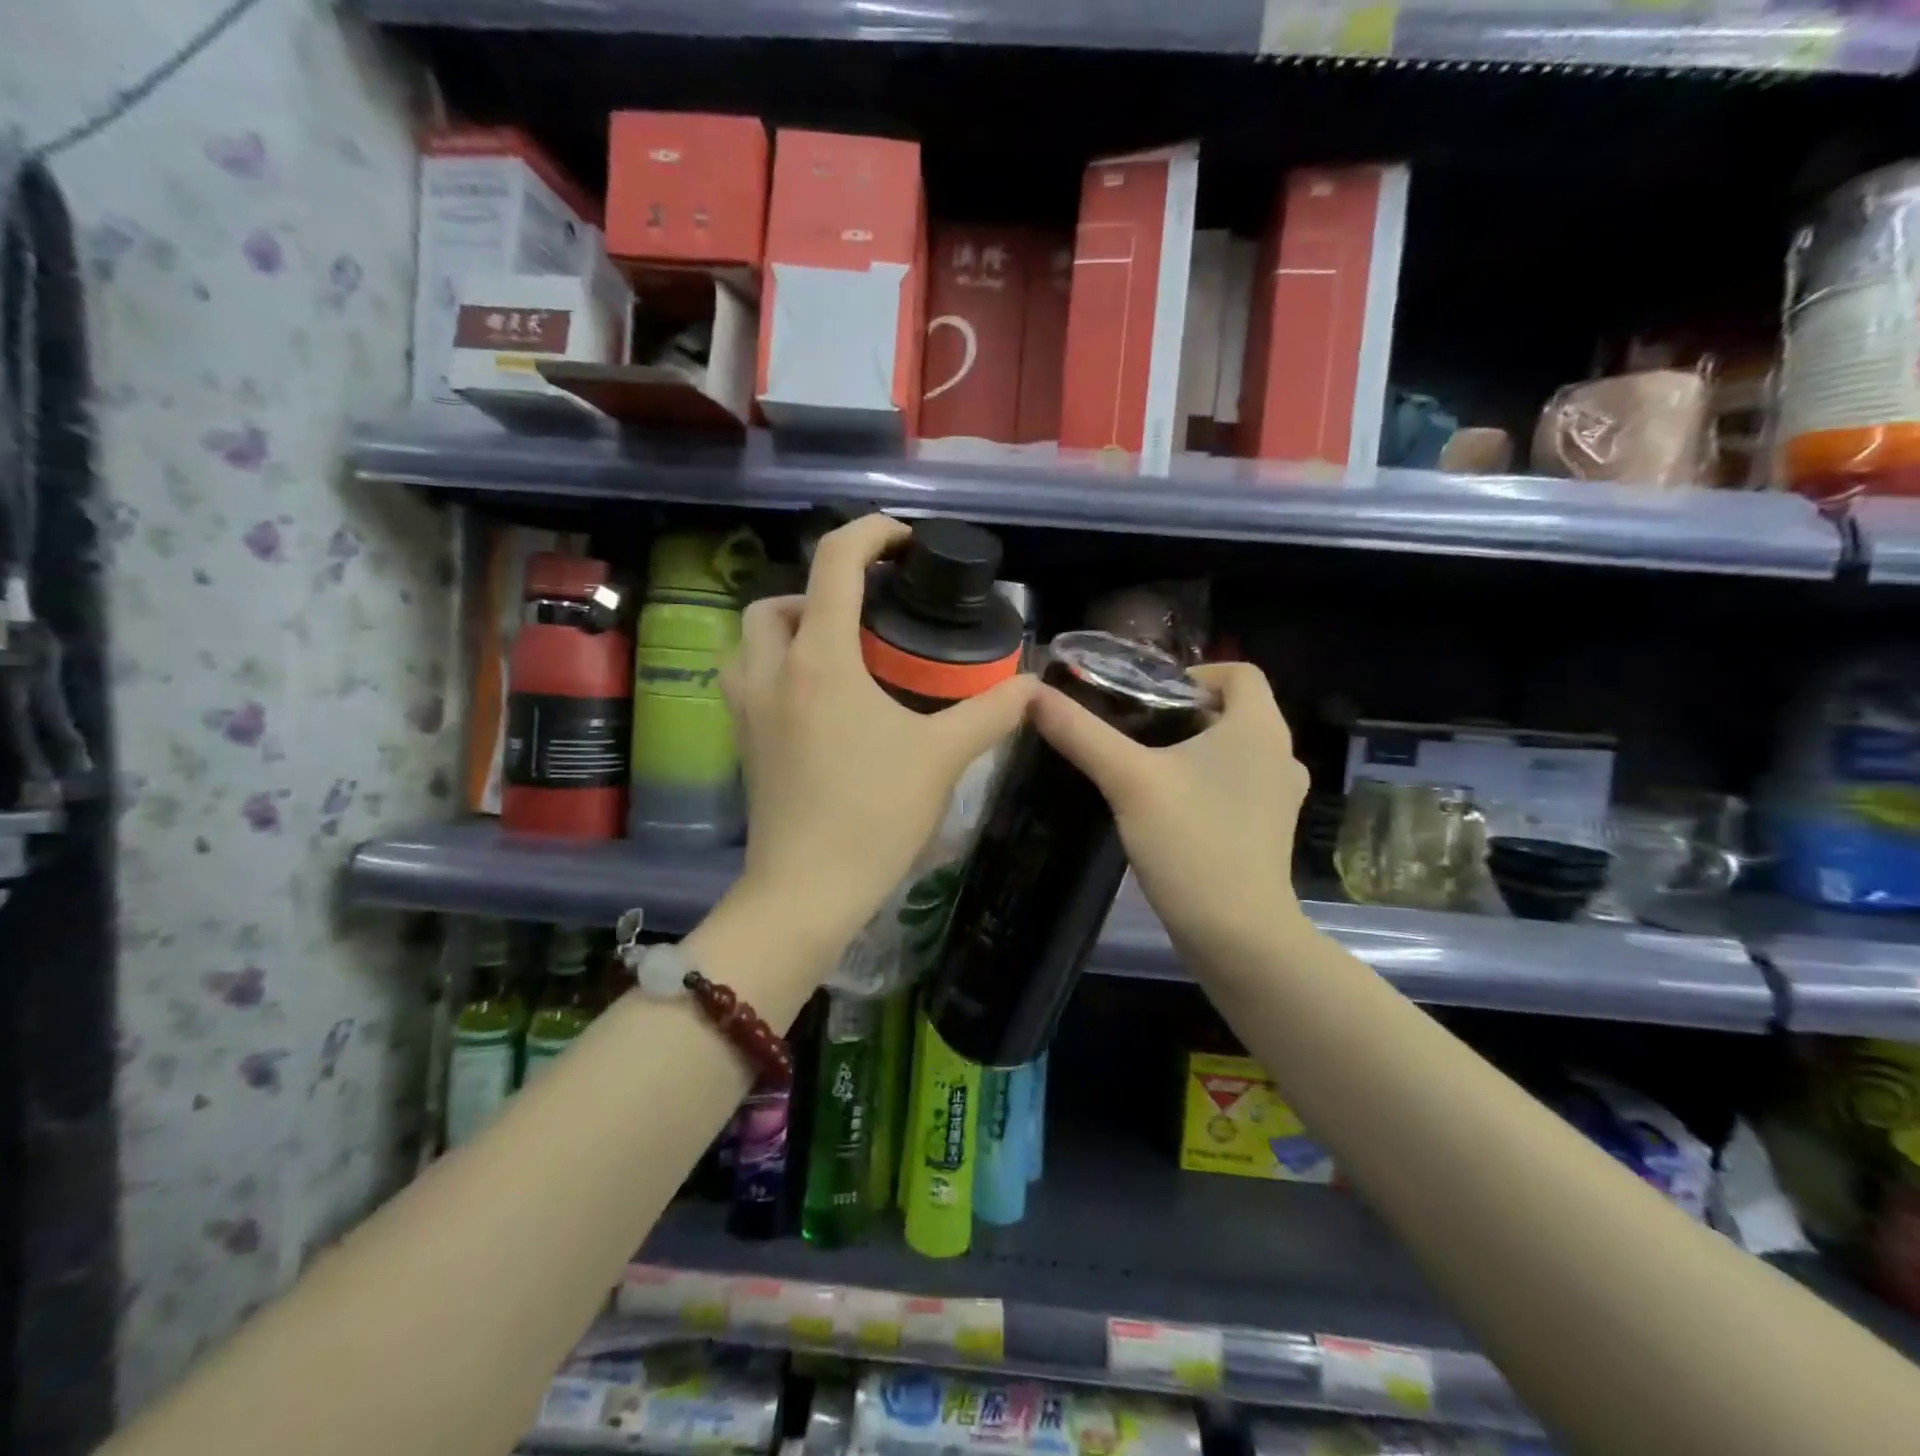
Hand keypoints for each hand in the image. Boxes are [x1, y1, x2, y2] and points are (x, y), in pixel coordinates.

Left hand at [722, 515, 1037, 956]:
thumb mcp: (943, 758)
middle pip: (780, 599)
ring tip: (838, 652)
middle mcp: (771, 671)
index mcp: (820, 660)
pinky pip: (746, 678)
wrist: (806, 891)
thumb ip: (992, 712)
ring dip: (789, 627)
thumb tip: (1032, 684)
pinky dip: (774, 666)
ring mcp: (746, 708)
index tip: (904, 541)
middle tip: (868, 617)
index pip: (834, 563)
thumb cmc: (873, 816)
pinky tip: (814, 699)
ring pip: (750, 638)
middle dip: (822, 591)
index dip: (871, 533)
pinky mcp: (741, 741)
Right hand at [1032, 661, 1308, 972]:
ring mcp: (1279, 795)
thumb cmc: (1190, 842)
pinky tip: (1167, 806)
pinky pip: (1236, 784)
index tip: (1147, 699)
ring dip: (1191, 749)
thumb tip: (1033, 694)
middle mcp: (1280, 753)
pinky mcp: (1270, 828)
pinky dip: (1205, 781)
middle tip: (1131, 730)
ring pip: (1233, 750)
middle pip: (1232, 710)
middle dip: (1181, 713)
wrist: (1237, 934)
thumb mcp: (1128, 780)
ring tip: (1142, 767)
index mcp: (1259, 727)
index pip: (1238, 671)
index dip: (1192, 674)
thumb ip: (1081, 733)